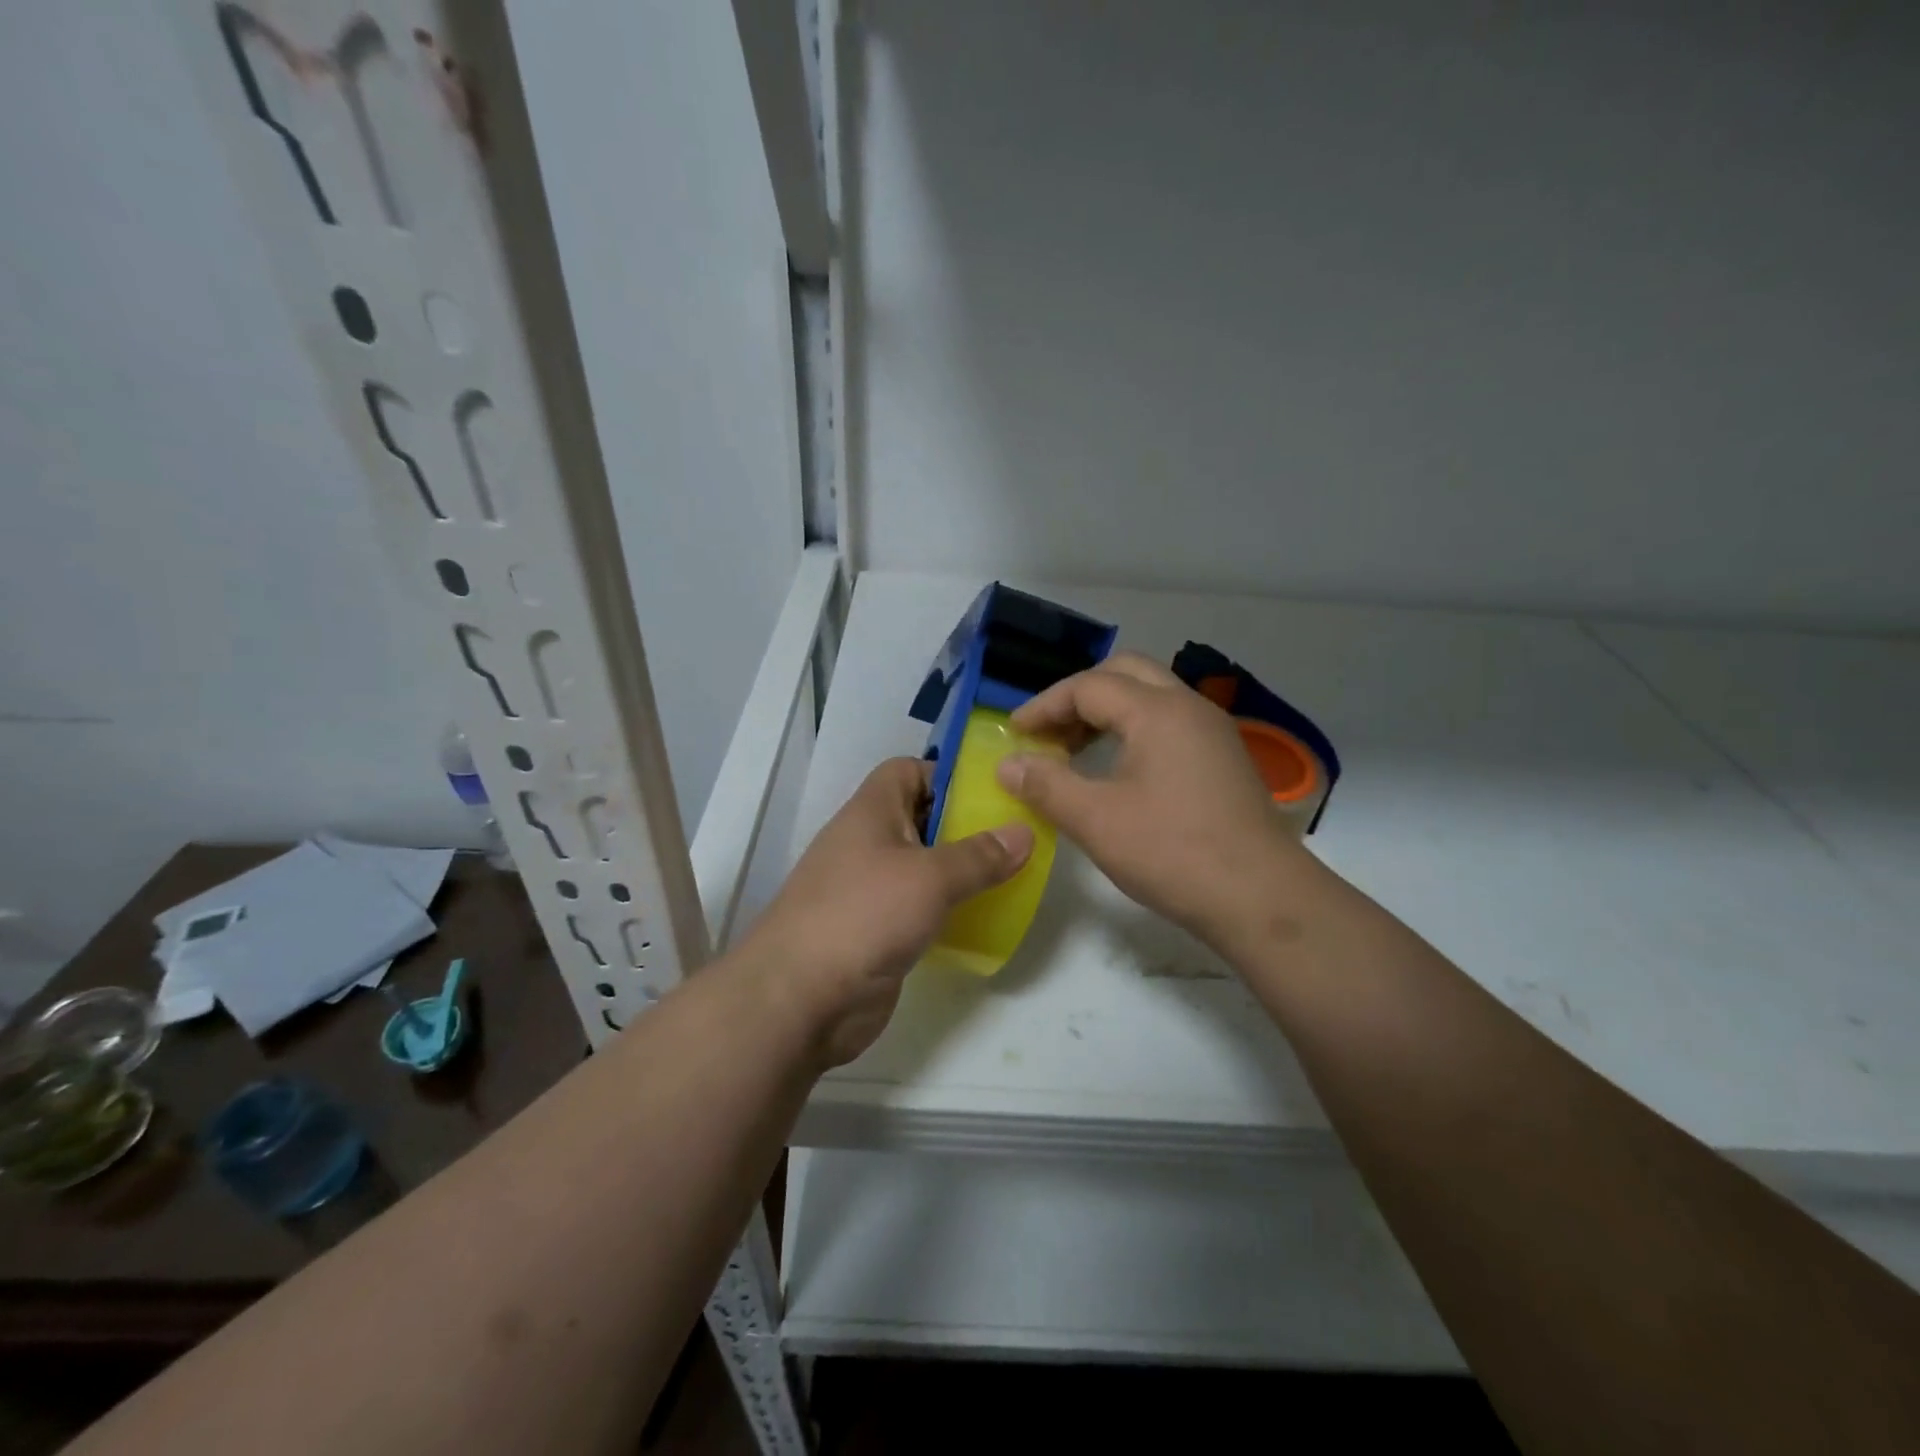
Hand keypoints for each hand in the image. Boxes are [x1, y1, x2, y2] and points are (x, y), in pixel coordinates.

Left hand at [739, 758, 1032, 1067]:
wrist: (800, 998)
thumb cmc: (864, 914)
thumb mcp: (930, 877)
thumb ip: (979, 856)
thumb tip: (1024, 833)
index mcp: (871, 811)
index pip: (908, 770)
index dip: (947, 773)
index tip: (993, 791)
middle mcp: (868, 843)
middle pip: (921, 818)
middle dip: (966, 825)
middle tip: (1016, 836)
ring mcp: (870, 889)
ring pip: (923, 867)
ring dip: (961, 871)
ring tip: (1010, 876)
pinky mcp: (876, 931)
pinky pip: (920, 908)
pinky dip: (948, 909)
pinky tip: (983, 919)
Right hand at [996, 652, 1304, 950]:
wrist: (1262, 899)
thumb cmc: (1173, 852)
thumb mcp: (1096, 820)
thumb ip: (1046, 785)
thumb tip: (1007, 764)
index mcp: (1158, 711)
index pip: (1088, 686)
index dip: (1044, 705)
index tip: (1014, 734)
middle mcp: (1189, 708)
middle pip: (1125, 674)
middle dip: (1079, 696)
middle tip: (1049, 731)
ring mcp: (1213, 733)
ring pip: (1151, 697)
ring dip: (1108, 712)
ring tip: (1076, 750)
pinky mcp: (1224, 759)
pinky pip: (1170, 724)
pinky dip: (1134, 731)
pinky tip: (1119, 771)